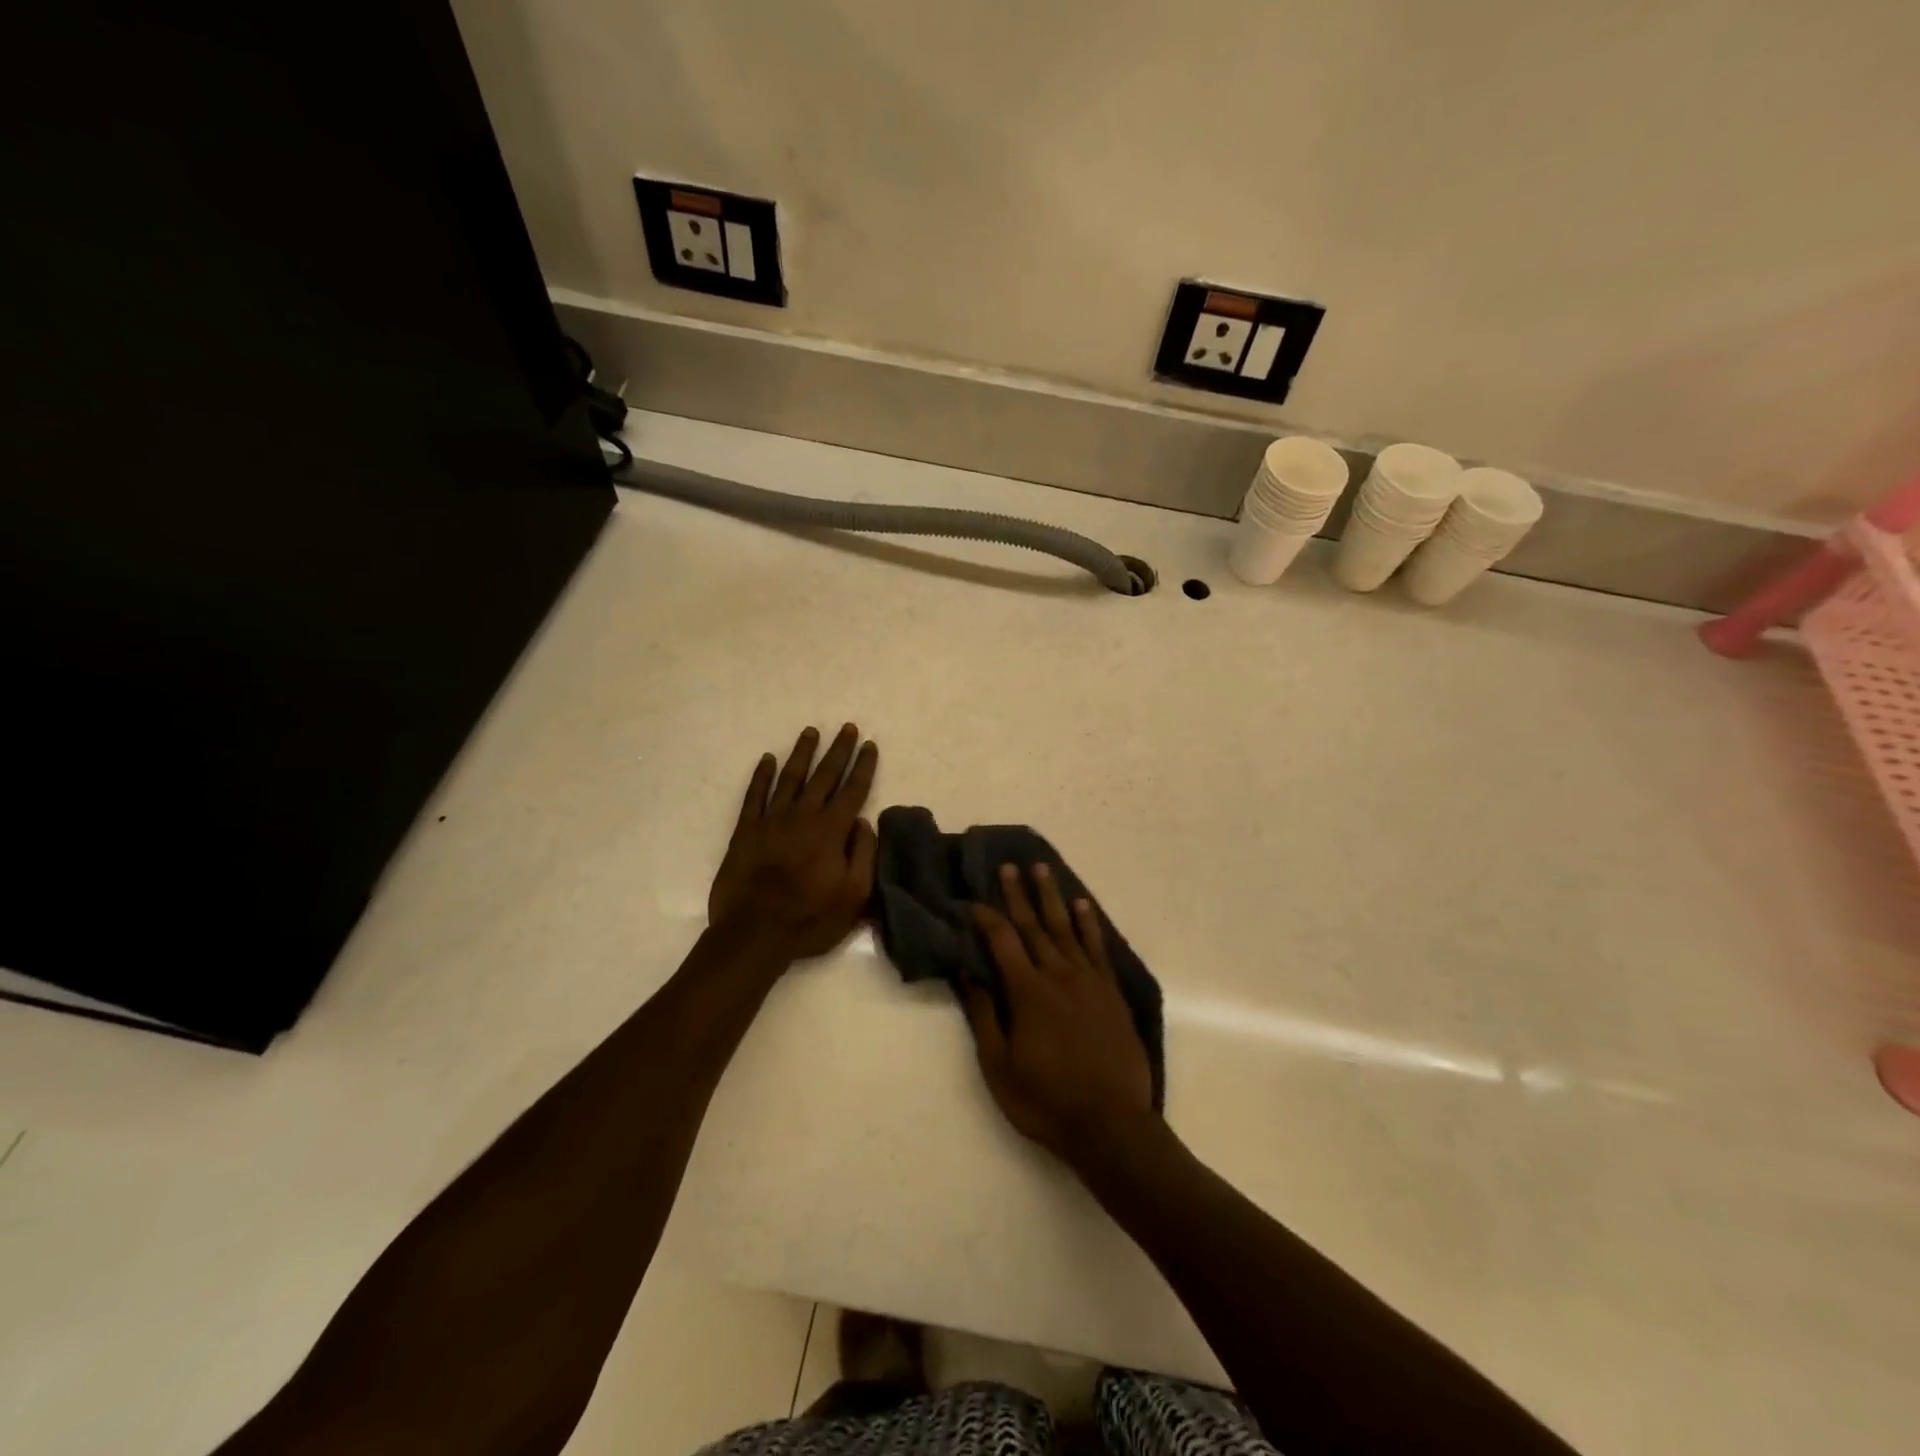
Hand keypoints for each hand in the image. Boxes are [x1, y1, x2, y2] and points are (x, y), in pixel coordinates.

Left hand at [708, 725, 878, 959]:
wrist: (754, 933)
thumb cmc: (810, 918)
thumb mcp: (854, 895)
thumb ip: (863, 854)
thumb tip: (862, 822)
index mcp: (832, 830)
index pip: (853, 789)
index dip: (863, 766)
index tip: (870, 745)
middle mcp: (804, 815)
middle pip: (824, 775)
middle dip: (839, 750)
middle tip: (847, 728)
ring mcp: (771, 820)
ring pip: (790, 777)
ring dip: (802, 753)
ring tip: (811, 732)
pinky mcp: (746, 830)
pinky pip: (755, 794)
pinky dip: (761, 775)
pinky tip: (767, 759)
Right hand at [962, 863, 1154, 1165]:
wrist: (1111, 1124)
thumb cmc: (1046, 1100)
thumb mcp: (1000, 1066)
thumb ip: (984, 1015)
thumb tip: (967, 972)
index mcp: (1027, 992)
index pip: (1002, 941)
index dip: (986, 918)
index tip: (973, 900)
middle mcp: (1058, 975)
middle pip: (1034, 925)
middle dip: (1018, 895)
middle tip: (1008, 866)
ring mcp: (1089, 981)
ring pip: (1066, 928)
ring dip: (1052, 898)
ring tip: (1042, 870)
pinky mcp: (1111, 992)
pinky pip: (1098, 948)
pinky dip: (1089, 924)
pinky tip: (1083, 906)